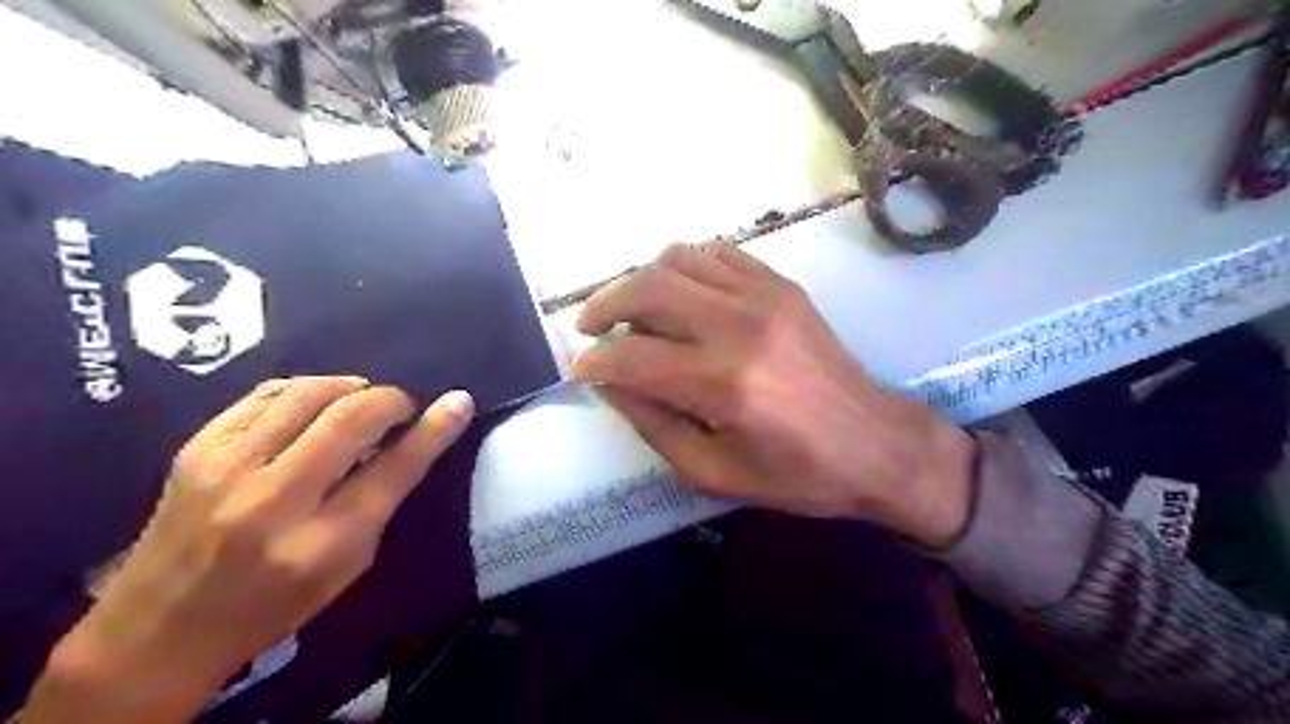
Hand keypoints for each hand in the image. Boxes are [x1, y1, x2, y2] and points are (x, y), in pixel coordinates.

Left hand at [24, 376, 471, 720]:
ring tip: (362, 401)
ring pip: (307, 394)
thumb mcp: (346, 566)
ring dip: (349, 387)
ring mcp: (227, 468)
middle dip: (390, 399)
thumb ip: (379, 500)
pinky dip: (306, 389)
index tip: (459, 401)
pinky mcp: (197, 448)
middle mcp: (273, 500)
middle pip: (349, 418)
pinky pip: (266, 394)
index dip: (433, 429)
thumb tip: (412, 439)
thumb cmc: (273, 604)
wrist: (158, 629)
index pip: (393, 470)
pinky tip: (318, 401)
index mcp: (321, 543)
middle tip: (402, 407)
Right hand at [567, 241, 972, 545]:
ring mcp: (764, 295)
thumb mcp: (712, 472)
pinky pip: (718, 253)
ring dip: (641, 280)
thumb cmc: (796, 475)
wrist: (877, 445)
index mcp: (723, 383)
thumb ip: (652, 424)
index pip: (631, 356)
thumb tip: (610, 384)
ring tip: (633, 311)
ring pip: (678, 258)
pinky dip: (685, 267)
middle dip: (603, 304)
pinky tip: (680, 295)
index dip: (595, 363)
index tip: (580, 370)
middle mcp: (739, 325)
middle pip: (647, 287)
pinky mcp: (782, 286)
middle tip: (589, 327)